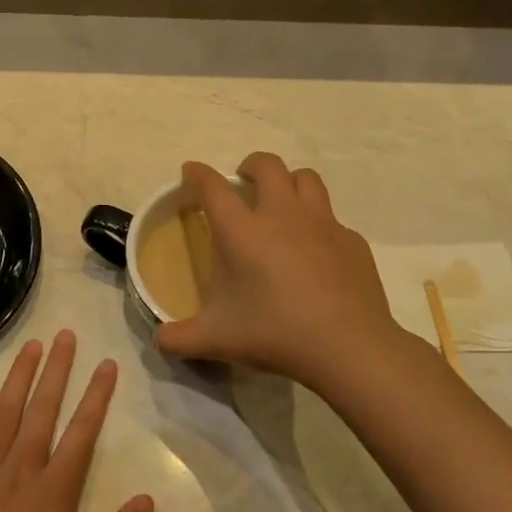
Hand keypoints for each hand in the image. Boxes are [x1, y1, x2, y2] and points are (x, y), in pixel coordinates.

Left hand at [0, 331, 154, 511]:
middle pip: (42, 409)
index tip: (107, 364)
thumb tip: (147, 498)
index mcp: (53, 491)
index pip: (81, 431)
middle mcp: (18, 471)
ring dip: (18, 378)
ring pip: (2, 415)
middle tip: (66, 335)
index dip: (97, 396)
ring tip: (31, 347)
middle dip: (57, 370)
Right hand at [155, 153, 420, 392]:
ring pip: (306, 179)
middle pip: (267, 165)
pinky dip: (320, 226)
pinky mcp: (352, 241)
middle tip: (243, 183)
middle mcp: (281, 215)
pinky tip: (317, 254)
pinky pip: (333, 220)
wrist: (348, 346)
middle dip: (251, 166)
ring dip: (290, 182)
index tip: (191, 172)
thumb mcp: (215, 340)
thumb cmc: (274, 333)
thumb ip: (179, 338)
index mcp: (241, 231)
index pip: (212, 187)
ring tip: (282, 204)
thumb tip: (159, 340)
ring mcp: (322, 224)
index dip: (197, 174)